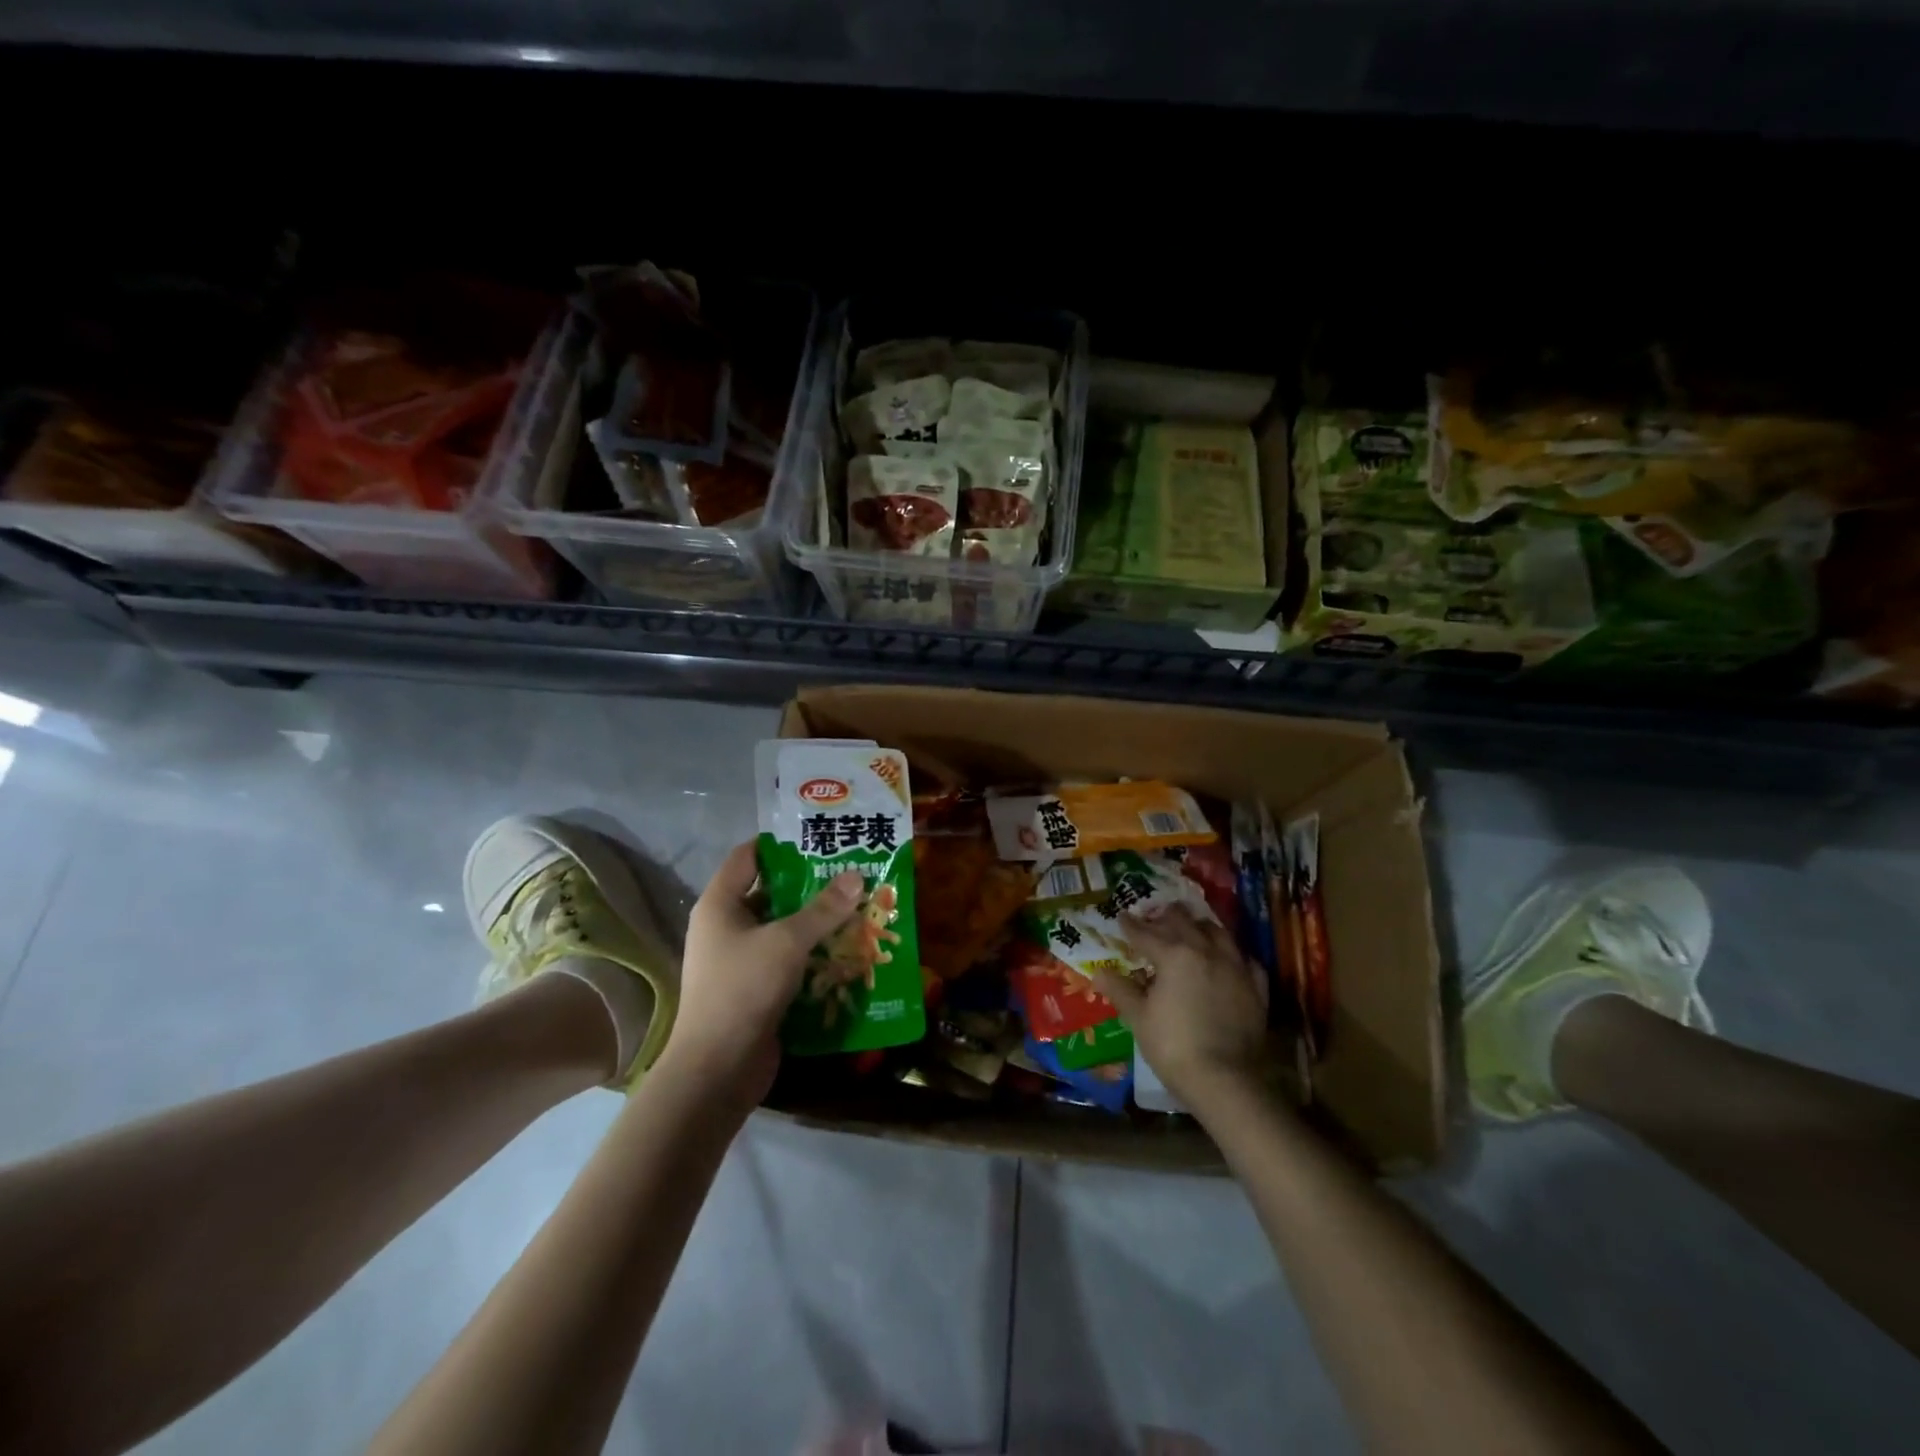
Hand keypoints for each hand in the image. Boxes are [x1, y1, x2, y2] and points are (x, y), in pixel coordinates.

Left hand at [659, 841, 862, 1105]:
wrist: (717, 1069)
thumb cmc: (743, 989)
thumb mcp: (787, 941)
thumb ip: (823, 908)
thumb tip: (856, 875)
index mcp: (720, 905)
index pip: (747, 856)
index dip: (780, 843)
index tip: (818, 837)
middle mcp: (726, 927)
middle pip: (770, 892)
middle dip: (810, 884)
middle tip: (851, 871)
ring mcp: (740, 960)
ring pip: (783, 929)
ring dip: (816, 921)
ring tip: (858, 906)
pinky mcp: (756, 989)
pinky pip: (788, 960)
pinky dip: (813, 953)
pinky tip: (848, 948)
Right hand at [1093, 905, 1269, 1108]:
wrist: (1224, 1080)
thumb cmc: (1173, 1046)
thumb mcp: (1139, 1018)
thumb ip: (1121, 990)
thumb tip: (1099, 973)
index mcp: (1174, 954)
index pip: (1146, 933)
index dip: (1131, 925)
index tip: (1122, 917)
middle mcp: (1206, 951)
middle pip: (1184, 922)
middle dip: (1166, 917)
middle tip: (1155, 917)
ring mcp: (1235, 967)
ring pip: (1218, 932)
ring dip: (1200, 926)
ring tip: (1191, 927)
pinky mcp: (1256, 987)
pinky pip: (1245, 959)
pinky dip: (1233, 954)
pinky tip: (1228, 959)